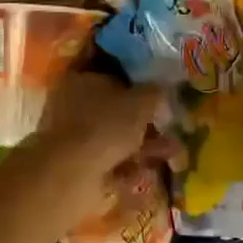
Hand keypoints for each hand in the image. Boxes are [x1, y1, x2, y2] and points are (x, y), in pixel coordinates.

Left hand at [31, 71, 184, 225]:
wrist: (70, 173)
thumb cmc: (104, 125)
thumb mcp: (140, 102)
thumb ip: (153, 92)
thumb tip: (160, 88)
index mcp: (80, 78)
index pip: (107, 68)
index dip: (132, 75)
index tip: (156, 84)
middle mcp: (72, 103)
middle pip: (113, 106)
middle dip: (144, 118)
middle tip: (169, 123)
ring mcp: (73, 136)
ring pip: (114, 136)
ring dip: (143, 144)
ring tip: (172, 152)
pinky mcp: (77, 164)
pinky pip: (108, 161)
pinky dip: (128, 166)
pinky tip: (148, 173)